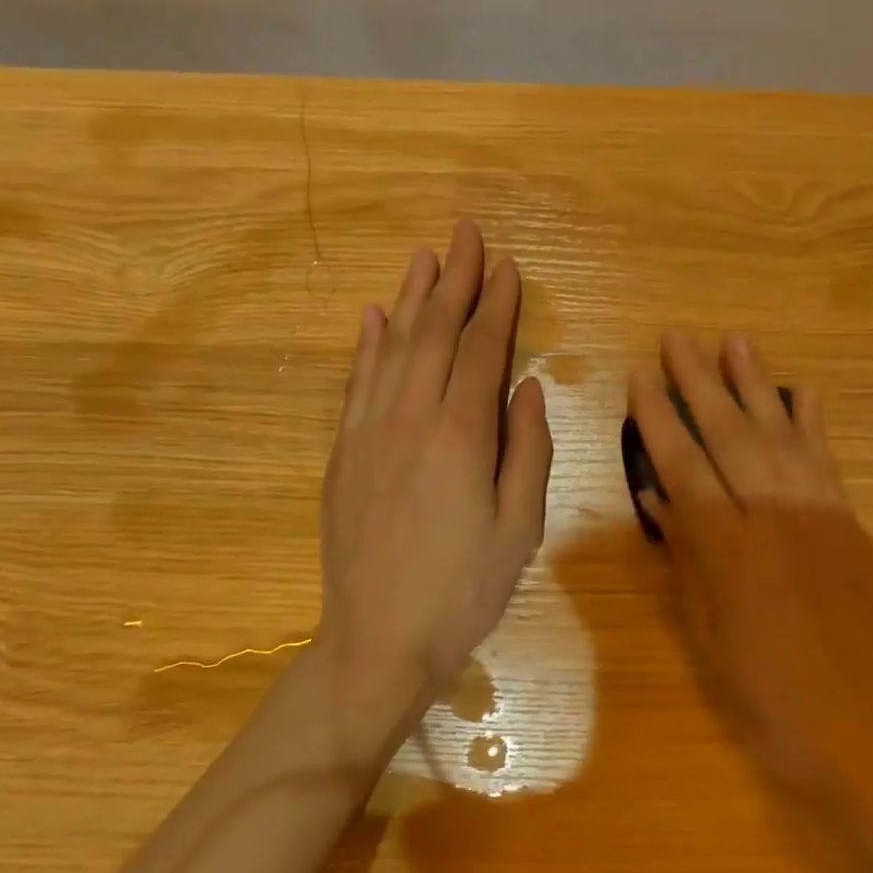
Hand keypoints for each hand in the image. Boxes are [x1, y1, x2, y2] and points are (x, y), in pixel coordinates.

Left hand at [317, 220, 552, 730]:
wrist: (378, 639)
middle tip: (465, 233)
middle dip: (455, 281)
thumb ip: (528, 452)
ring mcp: (368, 434)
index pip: (480, 352)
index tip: (508, 267)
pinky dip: (367, 345)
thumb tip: (528, 389)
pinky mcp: (343, 454)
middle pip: (434, 335)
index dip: (496, 307)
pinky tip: (374, 317)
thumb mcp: (520, 529)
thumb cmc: (463, 590)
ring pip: (392, 349)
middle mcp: (410, 420)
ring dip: (411, 299)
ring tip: (425, 256)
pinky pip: (356, 384)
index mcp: (461, 437)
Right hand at [629, 332, 872, 812]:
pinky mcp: (849, 522)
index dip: (658, 420)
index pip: (682, 466)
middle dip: (700, 382)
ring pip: (779, 434)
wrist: (856, 722)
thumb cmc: (762, 689)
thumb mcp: (705, 629)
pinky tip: (801, 390)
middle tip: (679, 337)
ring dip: (756, 385)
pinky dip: (811, 422)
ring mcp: (817, 514)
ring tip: (735, 341)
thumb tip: (657, 498)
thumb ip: (684, 554)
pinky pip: (826, 460)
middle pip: (729, 435)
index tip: (640, 377)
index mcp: (726, 548)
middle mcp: (772, 516)